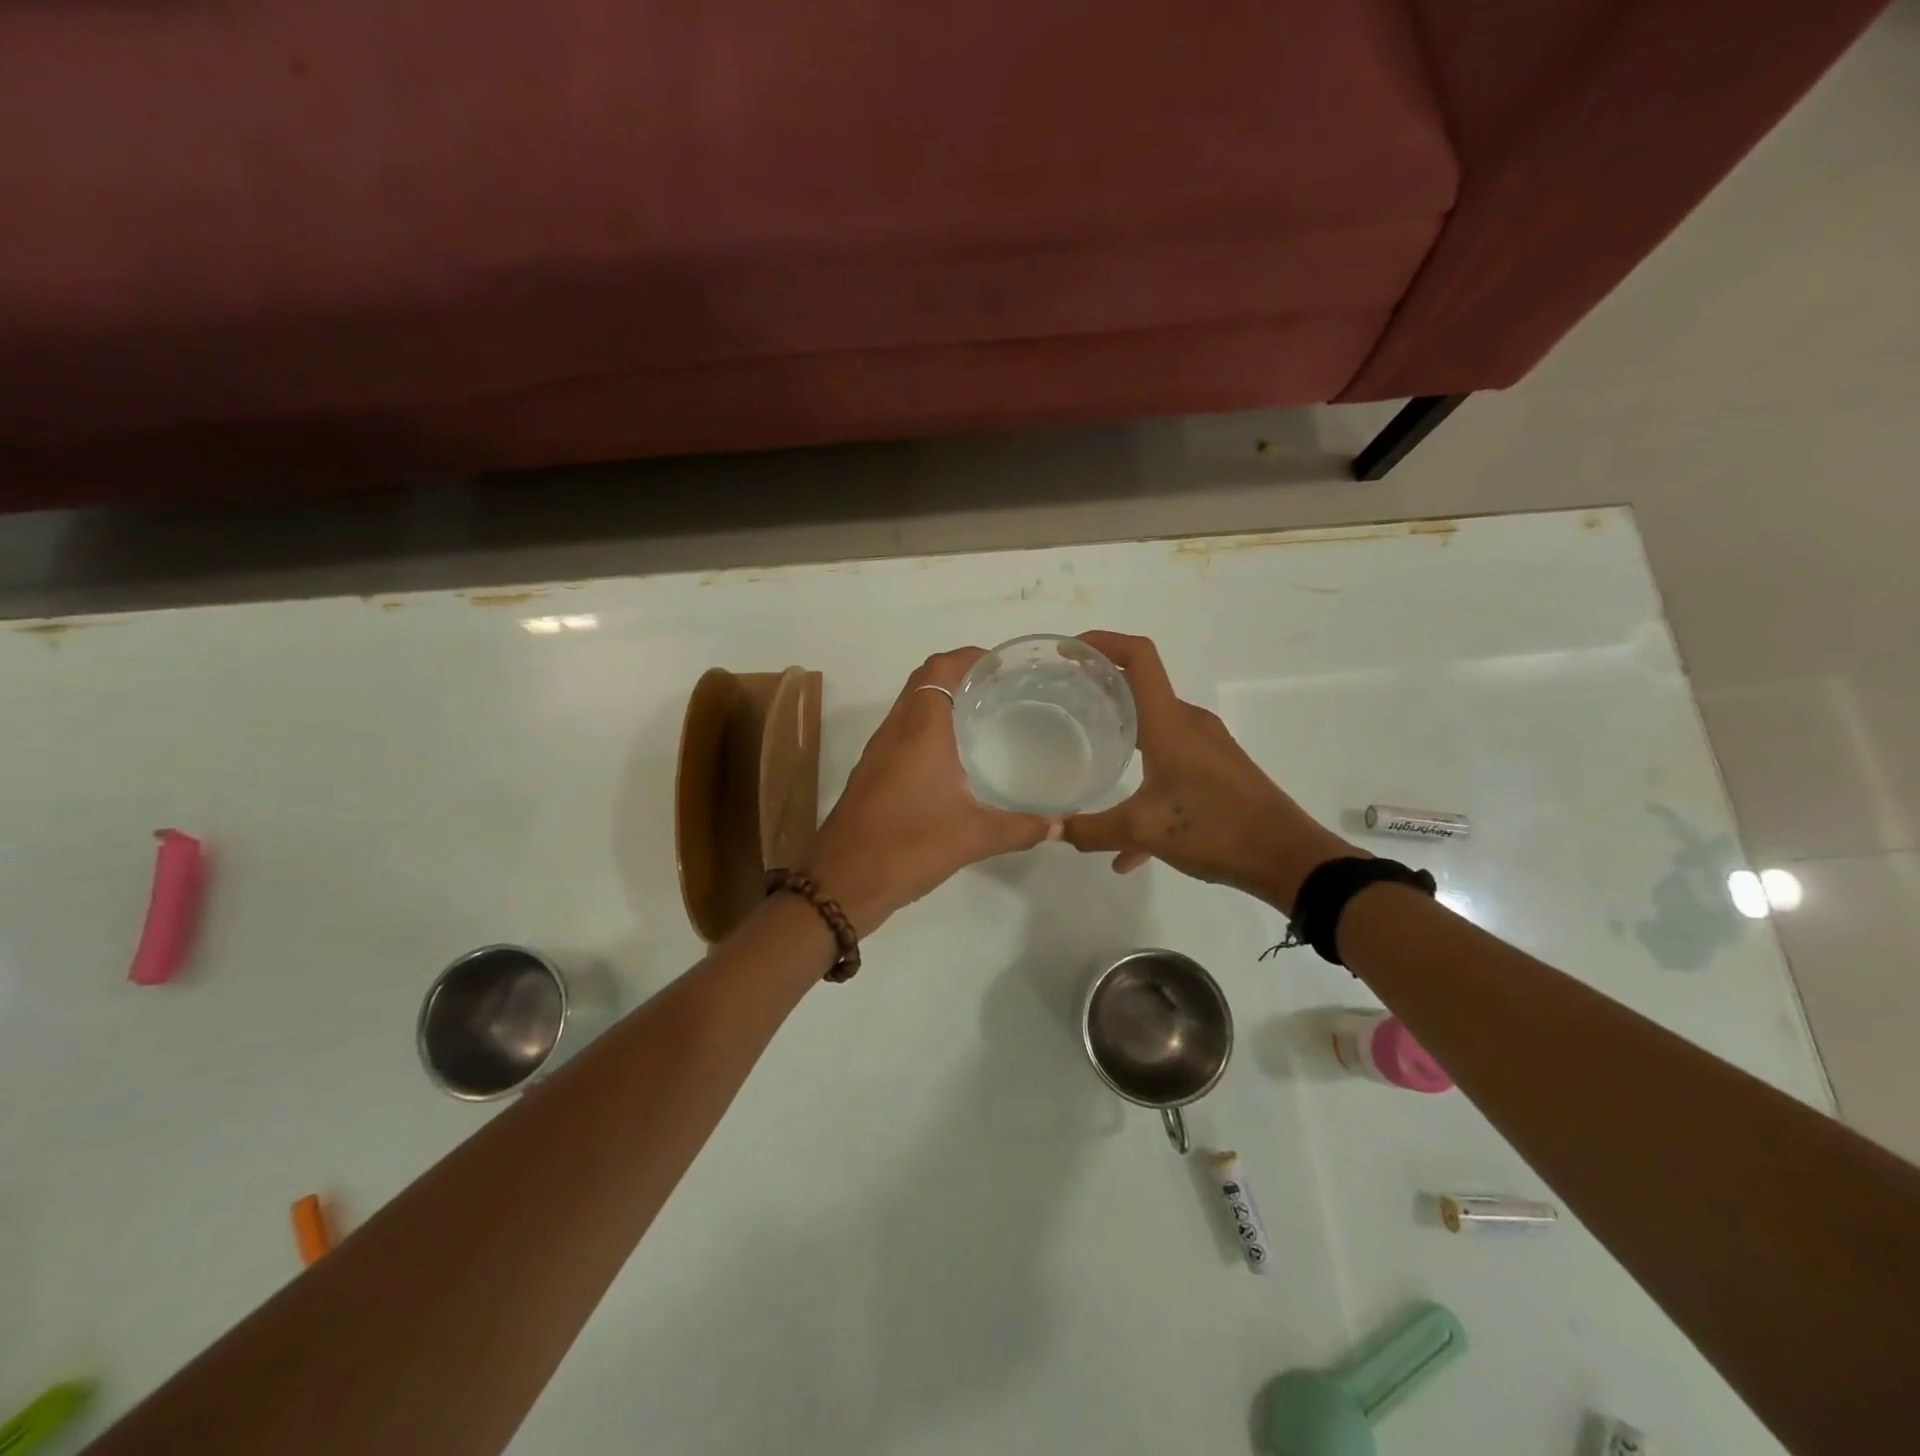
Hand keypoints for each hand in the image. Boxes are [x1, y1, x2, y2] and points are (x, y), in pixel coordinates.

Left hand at [801, 648, 1058, 935]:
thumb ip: (1020, 828)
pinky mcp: (871, 772)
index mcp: (921, 730)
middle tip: (1000, 687)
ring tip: (983, 714)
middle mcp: (896, 730)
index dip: (969, 657)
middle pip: (924, 681)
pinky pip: (902, 731)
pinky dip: (927, 727)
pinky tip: (953, 756)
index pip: (940, 669)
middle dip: (959, 674)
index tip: (1002, 664)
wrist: (842, 882)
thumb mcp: (973, 838)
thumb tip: (1059, 824)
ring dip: (941, 699)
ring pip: (910, 706)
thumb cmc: (909, 847)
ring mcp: (879, 751)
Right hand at [1061, 632, 1355, 912]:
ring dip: (1121, 737)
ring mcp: (1207, 746)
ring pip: (1154, 729)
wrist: (1288, 858)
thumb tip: (1051, 830)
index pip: (1138, 657)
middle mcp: (1189, 723)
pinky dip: (1146, 784)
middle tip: (1064, 703)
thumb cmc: (1215, 829)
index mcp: (1170, 723)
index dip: (1102, 643)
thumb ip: (1091, 830)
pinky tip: (1130, 847)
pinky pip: (1171, 764)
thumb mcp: (1143, 830)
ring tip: (1088, 758)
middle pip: (1141, 688)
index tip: (1067, 653)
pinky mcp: (1217, 770)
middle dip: (1101, 690)